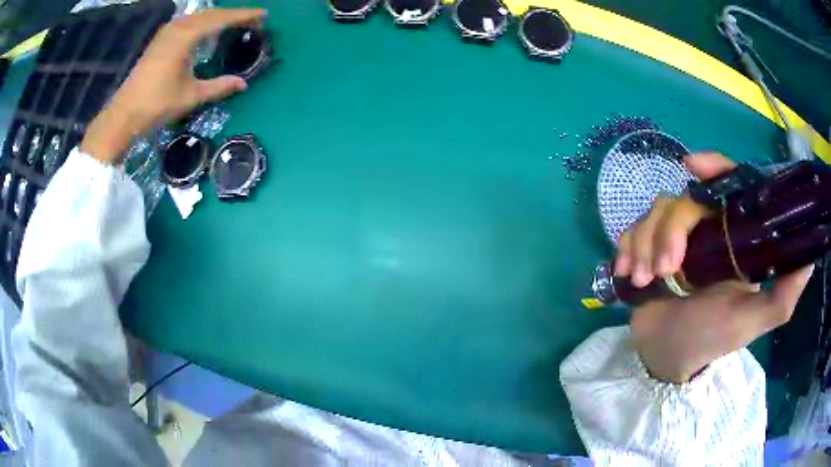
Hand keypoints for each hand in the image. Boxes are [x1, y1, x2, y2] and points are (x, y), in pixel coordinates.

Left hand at [80, 8, 266, 163]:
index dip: (244, 15)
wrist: (124, 114)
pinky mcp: (160, 40)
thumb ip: (219, 87)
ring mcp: (166, 32)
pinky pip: (187, 23)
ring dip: (217, 17)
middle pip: (211, 14)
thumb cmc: (157, 104)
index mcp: (187, 36)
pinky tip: (206, 30)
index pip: (222, 19)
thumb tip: (243, 84)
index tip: (264, 15)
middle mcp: (178, 27)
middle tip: (252, 20)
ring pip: (198, 16)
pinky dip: (202, 22)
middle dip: (233, 15)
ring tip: (233, 23)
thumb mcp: (191, 96)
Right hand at [614, 153, 813, 383]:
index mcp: (732, 239)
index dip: (712, 166)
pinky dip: (625, 247)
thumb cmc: (712, 338)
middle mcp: (705, 231)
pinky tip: (626, 272)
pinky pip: (631, 230)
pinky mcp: (647, 248)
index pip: (727, 187)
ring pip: (654, 213)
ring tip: (642, 279)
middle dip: (668, 232)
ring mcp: (673, 239)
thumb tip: (810, 257)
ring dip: (644, 245)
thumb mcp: (752, 321)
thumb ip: (782, 296)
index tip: (690, 164)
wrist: (667, 355)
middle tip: (664, 270)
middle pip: (683, 201)